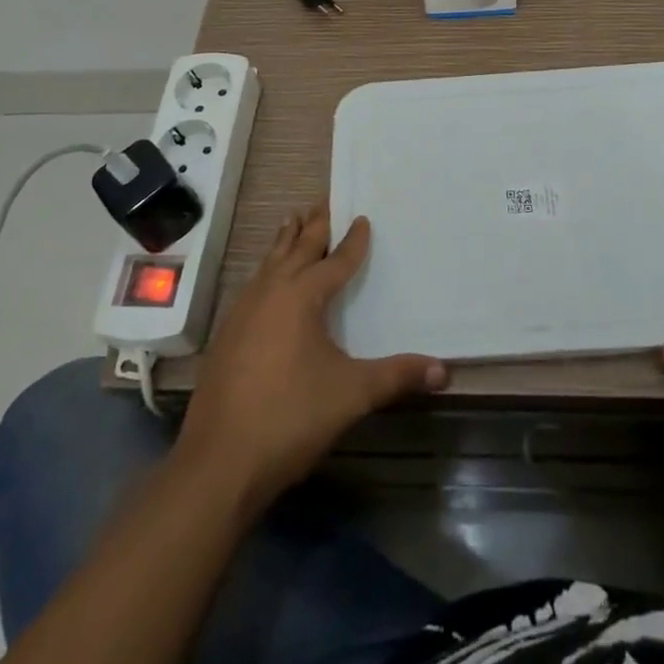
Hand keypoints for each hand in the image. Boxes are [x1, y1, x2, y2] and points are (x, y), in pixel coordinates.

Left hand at [177, 205, 446, 510]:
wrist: (219, 463)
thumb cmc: (290, 417)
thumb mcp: (351, 394)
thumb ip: (397, 376)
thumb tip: (445, 370)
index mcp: (301, 296)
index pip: (335, 260)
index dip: (353, 241)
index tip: (363, 218)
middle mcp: (270, 292)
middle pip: (296, 248)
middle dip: (314, 225)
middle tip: (325, 200)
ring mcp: (243, 312)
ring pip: (269, 262)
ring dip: (285, 241)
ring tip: (293, 220)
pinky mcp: (227, 335)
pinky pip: (254, 285)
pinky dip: (267, 269)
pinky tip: (267, 281)